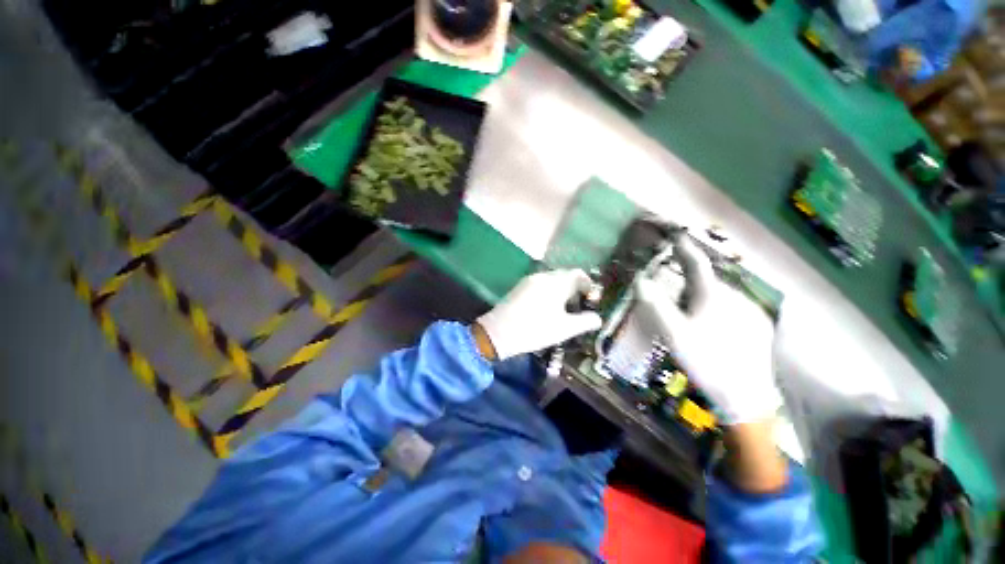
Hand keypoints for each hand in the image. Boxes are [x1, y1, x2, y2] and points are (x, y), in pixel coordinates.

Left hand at [476, 269, 602, 360]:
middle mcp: (543, 276)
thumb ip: (585, 322)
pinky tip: (546, 309)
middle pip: (565, 276)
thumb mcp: (564, 329)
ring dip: (561, 291)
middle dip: (575, 289)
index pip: (578, 274)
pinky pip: (540, 284)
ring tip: (563, 310)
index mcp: (556, 282)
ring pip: (552, 280)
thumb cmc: (535, 329)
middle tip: (578, 308)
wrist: (497, 332)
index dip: (588, 285)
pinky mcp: (519, 287)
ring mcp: (529, 280)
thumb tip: (597, 318)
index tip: (591, 301)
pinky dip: (549, 292)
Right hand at [635, 239, 781, 423]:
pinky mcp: (758, 325)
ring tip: (691, 319)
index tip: (675, 235)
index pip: (696, 264)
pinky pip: (731, 307)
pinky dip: (716, 309)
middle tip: (674, 299)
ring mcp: (750, 311)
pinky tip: (712, 329)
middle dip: (688, 281)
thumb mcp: (673, 333)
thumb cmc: (705, 360)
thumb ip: (655, 304)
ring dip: (702, 297)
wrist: (746, 395)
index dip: (684, 248)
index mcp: (712, 296)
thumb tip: (640, 279)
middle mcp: (734, 297)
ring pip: (719, 295)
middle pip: (706, 281)